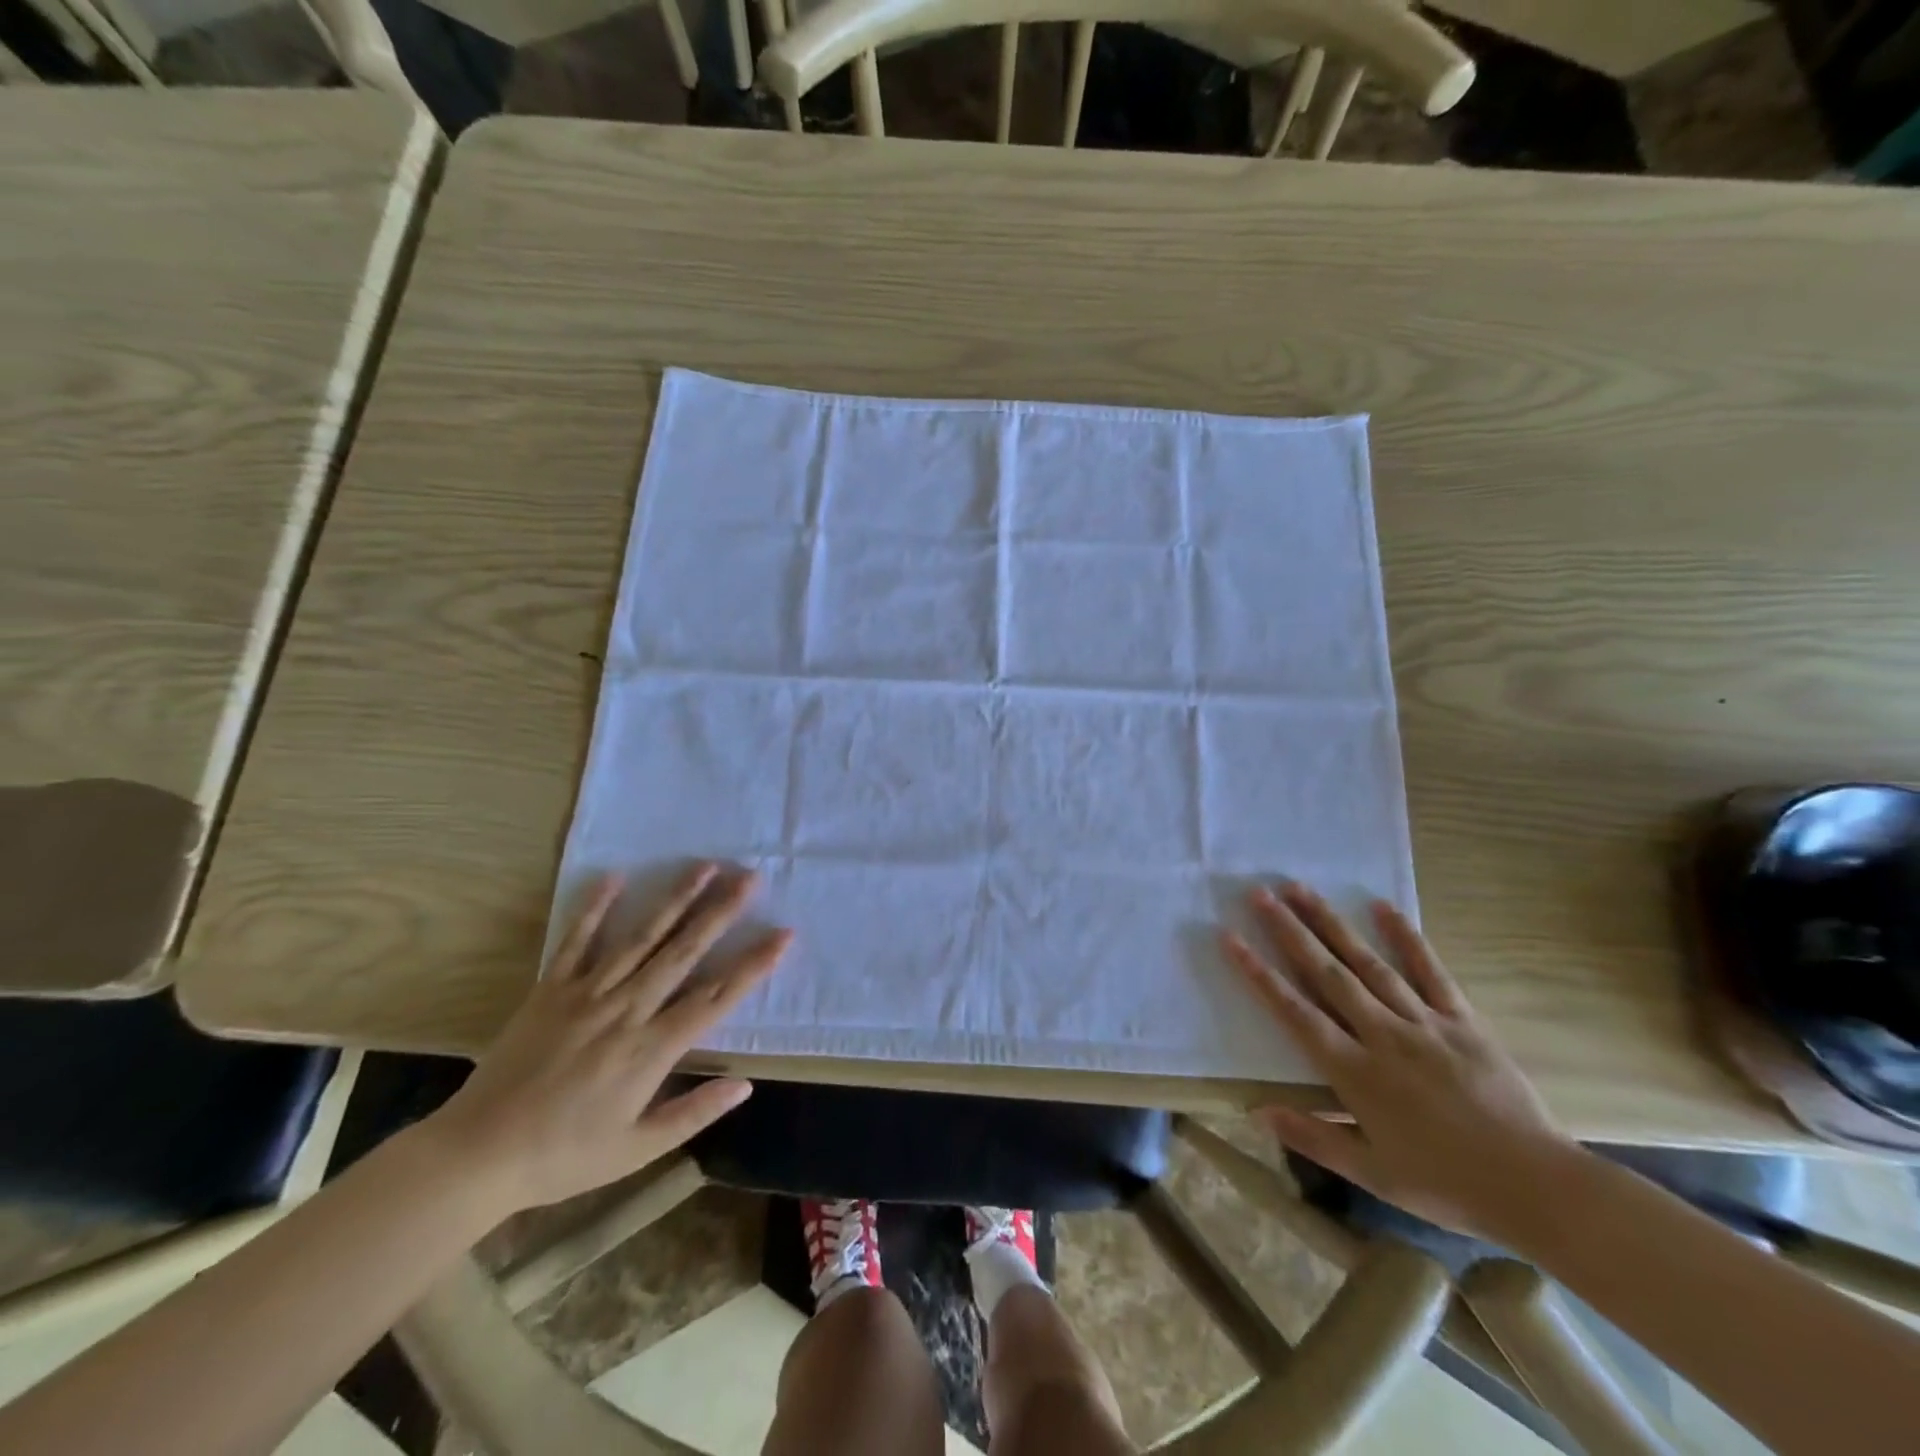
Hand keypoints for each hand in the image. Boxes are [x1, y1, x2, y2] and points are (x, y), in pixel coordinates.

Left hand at [422, 864, 790, 1215]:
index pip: (716, 998)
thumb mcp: (636, 1150)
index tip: (782, 934)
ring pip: (641, 938)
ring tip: (704, 867)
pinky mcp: (550, 990)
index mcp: (651, 1049)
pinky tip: (615, 877)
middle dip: (720, 912)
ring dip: (675, 900)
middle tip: (749, 878)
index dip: (753, 965)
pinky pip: (576, 942)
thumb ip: (694, 1113)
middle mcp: (626, 1010)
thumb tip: (746, 1085)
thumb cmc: (563, 1156)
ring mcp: (587, 994)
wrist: (476, 1155)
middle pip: (683, 952)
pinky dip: (595, 908)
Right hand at [1224, 882, 1580, 1244]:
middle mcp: (1383, 1036)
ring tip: (1301, 889)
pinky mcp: (1462, 1021)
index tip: (1231, 938)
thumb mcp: (1373, 1174)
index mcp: (1356, 1072)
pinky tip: (1381, 906)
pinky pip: (1430, 972)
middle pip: (1327, 974)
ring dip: (1331, 923)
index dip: (1259, 974)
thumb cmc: (1447, 1184)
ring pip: (1368, 963)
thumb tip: (1257, 1111)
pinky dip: (1406, 937)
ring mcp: (1424, 1023)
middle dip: (1290, 931)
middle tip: (1260, 894)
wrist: (1538, 1188)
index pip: (1295, 1012)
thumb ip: (1314, 1137)